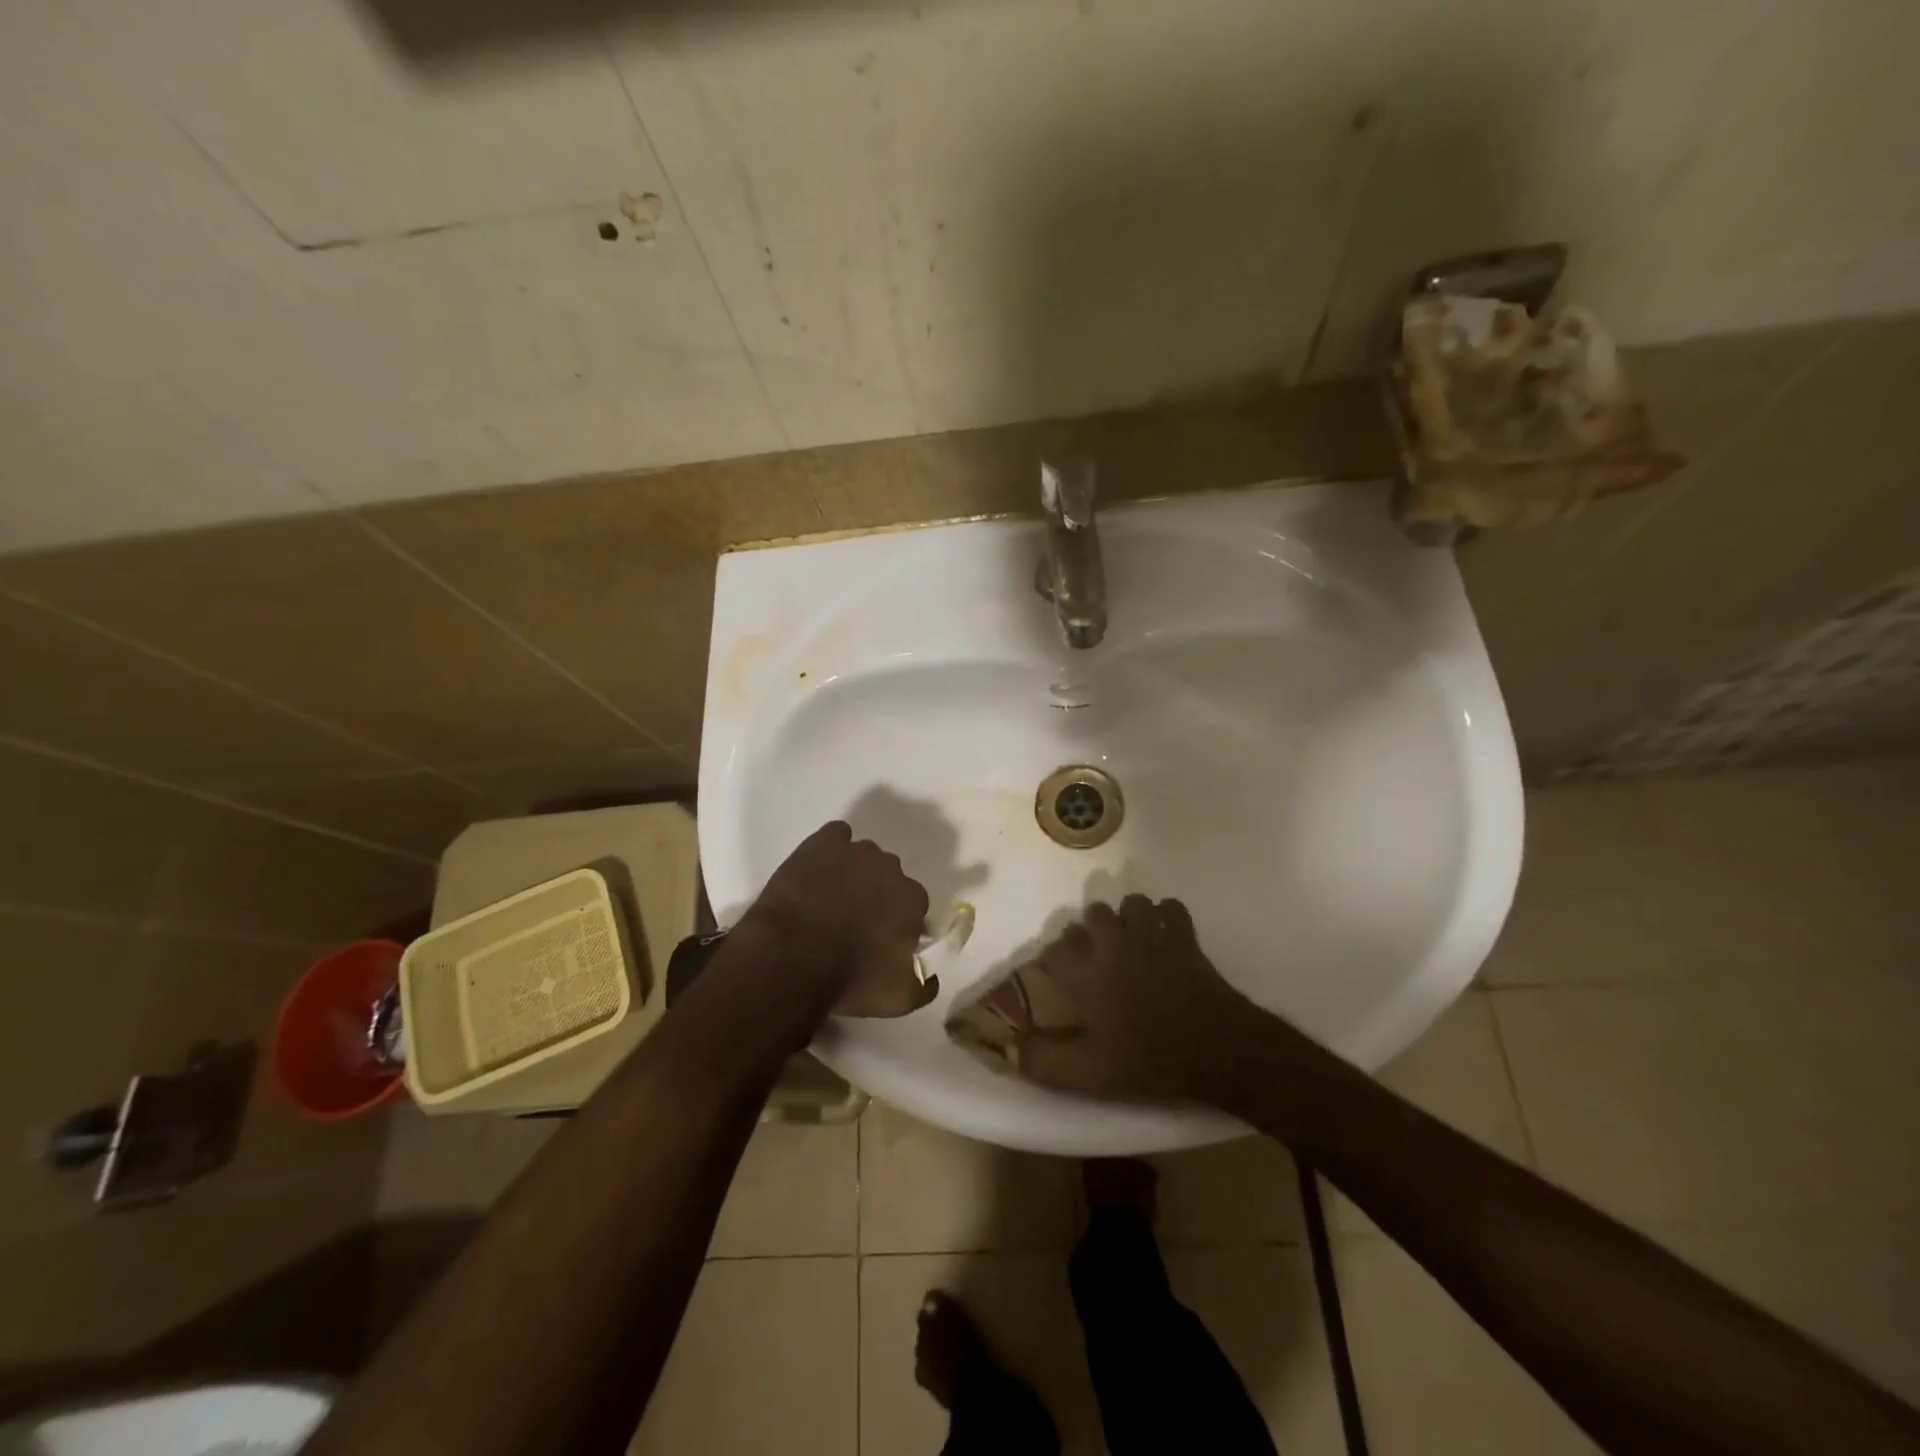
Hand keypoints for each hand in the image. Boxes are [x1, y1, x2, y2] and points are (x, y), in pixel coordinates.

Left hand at [740, 821, 935, 1018]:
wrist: (790, 958)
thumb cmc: (850, 979)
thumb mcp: (899, 999)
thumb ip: (926, 985)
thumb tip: (932, 974)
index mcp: (913, 900)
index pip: (914, 907)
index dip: (898, 923)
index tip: (881, 941)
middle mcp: (891, 868)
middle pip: (889, 879)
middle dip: (877, 896)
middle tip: (853, 923)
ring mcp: (856, 851)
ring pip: (863, 857)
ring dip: (854, 874)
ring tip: (829, 900)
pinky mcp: (822, 842)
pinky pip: (835, 836)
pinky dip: (831, 849)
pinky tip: (818, 870)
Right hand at [1016, 894, 1275, 1103]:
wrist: (1214, 1048)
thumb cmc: (1146, 1060)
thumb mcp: (1088, 1073)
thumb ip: (1044, 1060)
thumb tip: (1009, 1049)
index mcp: (1085, 973)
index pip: (1055, 948)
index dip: (1054, 958)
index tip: (1059, 973)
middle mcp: (1112, 944)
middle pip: (1092, 915)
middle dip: (1090, 930)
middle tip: (1096, 957)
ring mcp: (1150, 934)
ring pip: (1131, 903)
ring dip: (1127, 917)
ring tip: (1130, 941)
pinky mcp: (1183, 936)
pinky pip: (1170, 908)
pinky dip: (1165, 917)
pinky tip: (1164, 935)